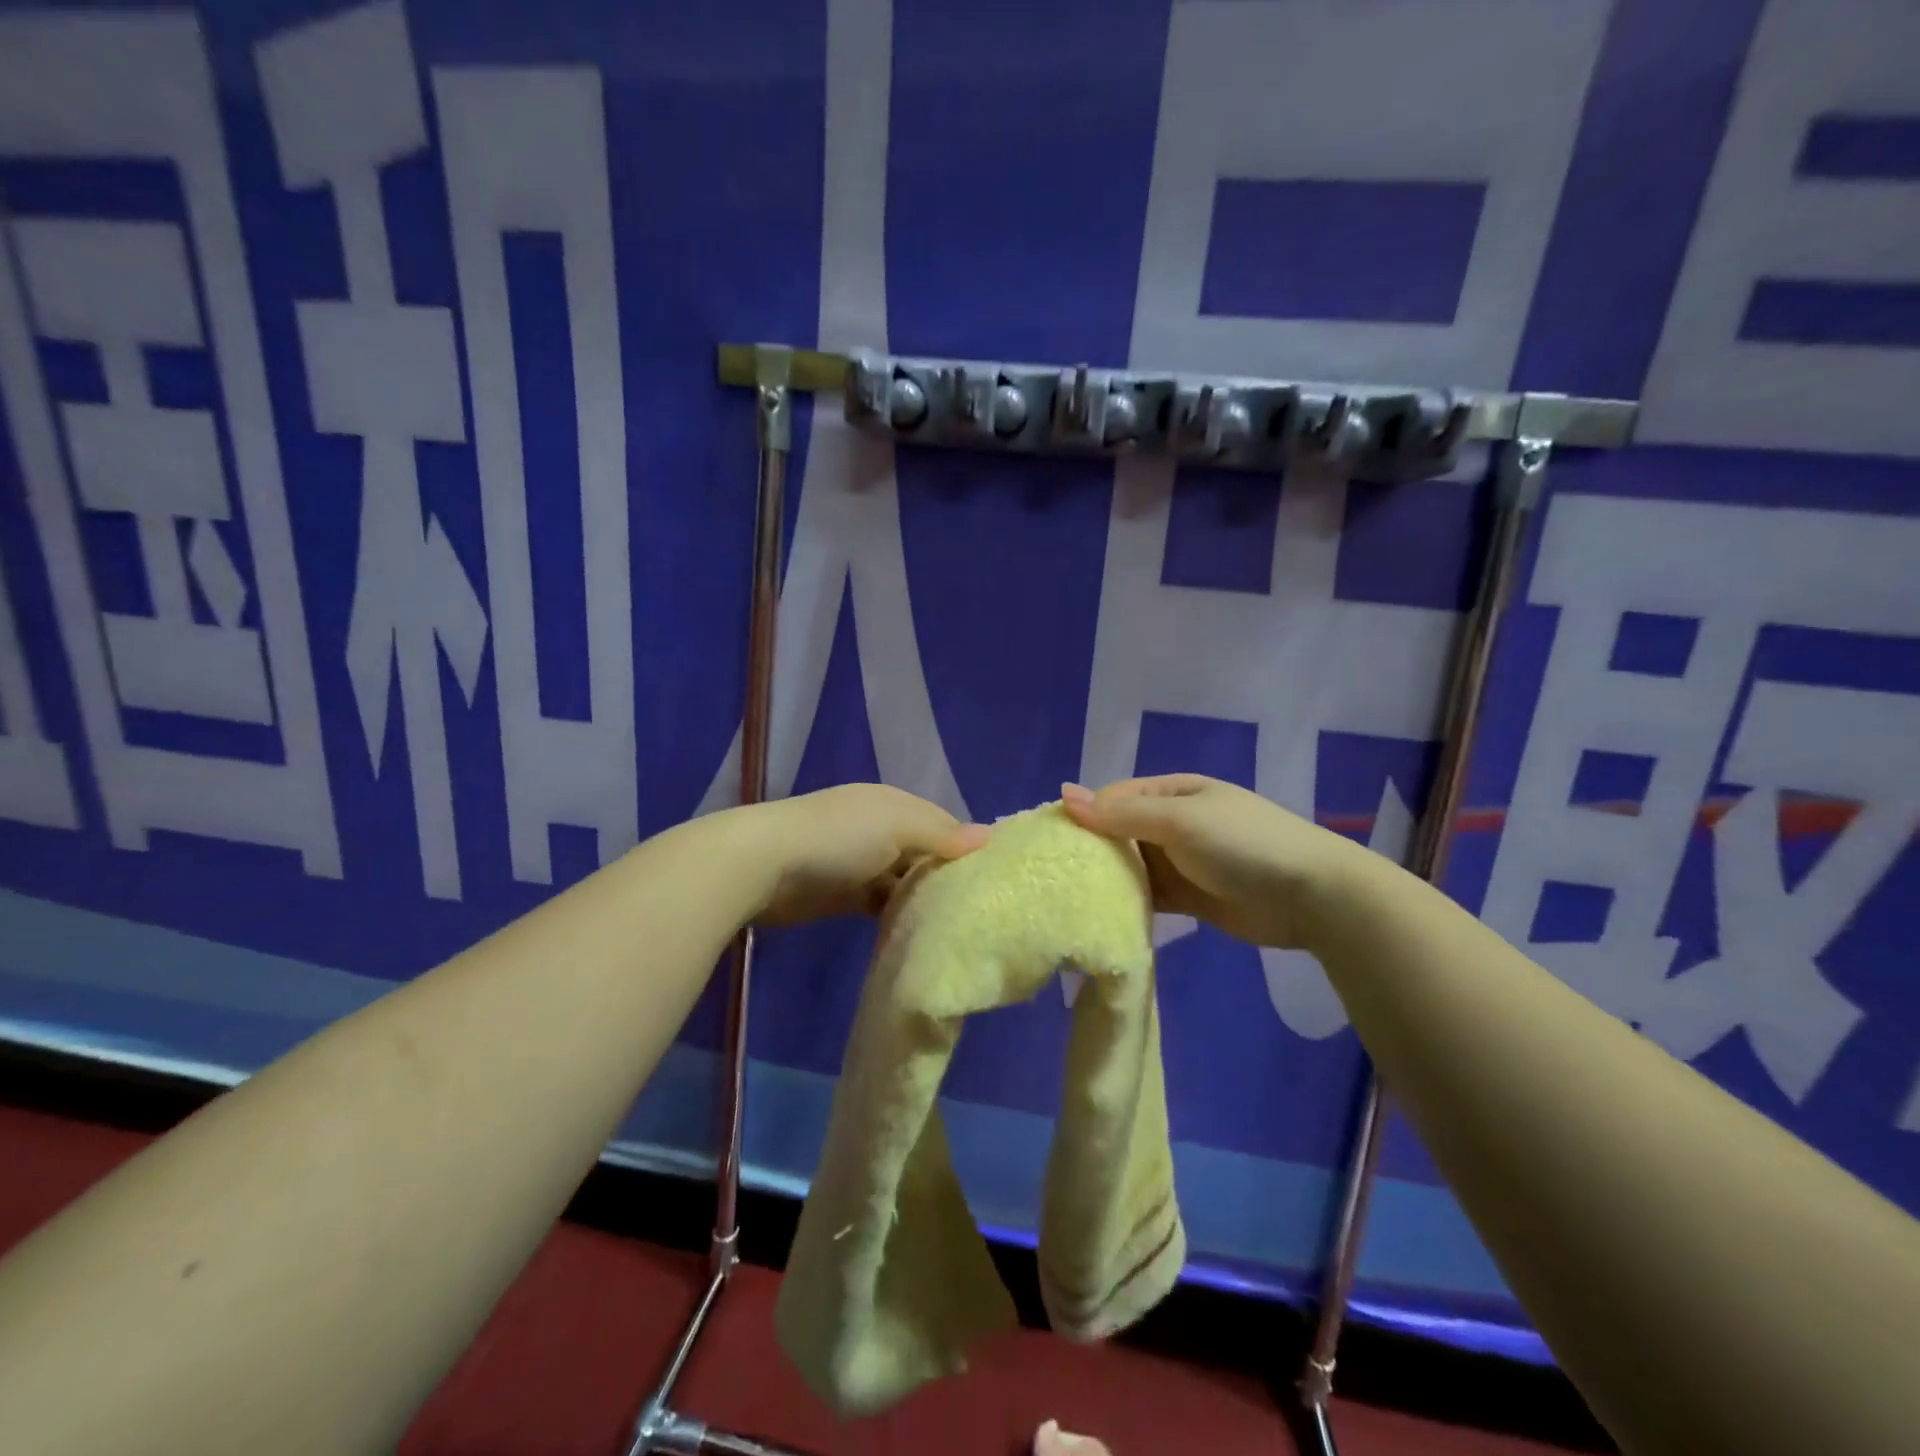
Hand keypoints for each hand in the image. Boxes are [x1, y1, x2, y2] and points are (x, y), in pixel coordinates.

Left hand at [740, 784, 988, 924]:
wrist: (764, 864)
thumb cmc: (838, 837)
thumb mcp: (897, 825)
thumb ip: (941, 832)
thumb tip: (989, 836)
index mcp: (892, 804)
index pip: (940, 822)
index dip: (965, 845)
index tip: (992, 876)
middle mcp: (878, 829)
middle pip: (922, 852)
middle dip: (945, 874)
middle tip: (979, 907)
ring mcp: (858, 863)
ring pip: (902, 880)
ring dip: (921, 897)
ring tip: (955, 924)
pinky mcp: (842, 895)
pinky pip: (880, 903)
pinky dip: (896, 914)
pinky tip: (917, 931)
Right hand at [1060, 776, 1360, 949]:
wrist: (1312, 896)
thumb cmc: (1243, 844)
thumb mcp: (1179, 821)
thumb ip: (1122, 814)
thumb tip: (1064, 795)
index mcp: (1172, 792)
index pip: (1114, 798)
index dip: (1084, 816)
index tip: (1050, 843)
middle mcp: (1172, 823)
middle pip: (1119, 833)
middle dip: (1091, 850)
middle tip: (1052, 876)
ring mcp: (1182, 861)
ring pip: (1131, 866)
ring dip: (1107, 879)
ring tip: (1067, 898)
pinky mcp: (1189, 897)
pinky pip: (1149, 895)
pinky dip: (1128, 903)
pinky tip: (1102, 916)